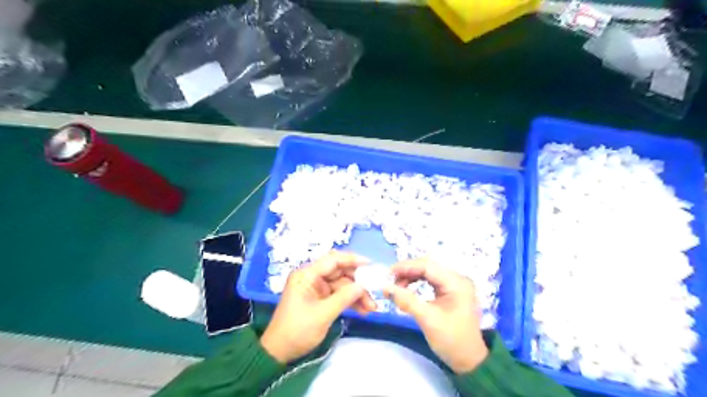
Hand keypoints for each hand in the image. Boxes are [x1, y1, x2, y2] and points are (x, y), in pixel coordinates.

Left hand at [259, 251, 374, 362]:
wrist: (279, 352)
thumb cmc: (297, 330)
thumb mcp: (322, 314)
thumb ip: (344, 298)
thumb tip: (363, 285)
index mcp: (307, 275)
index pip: (333, 260)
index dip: (352, 260)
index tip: (371, 265)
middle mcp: (312, 277)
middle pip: (340, 272)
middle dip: (358, 282)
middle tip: (375, 291)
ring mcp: (317, 288)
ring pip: (342, 285)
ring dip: (357, 294)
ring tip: (372, 308)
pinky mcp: (320, 298)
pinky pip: (339, 295)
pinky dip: (350, 301)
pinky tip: (363, 310)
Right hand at [385, 259, 490, 373]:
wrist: (469, 361)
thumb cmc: (451, 340)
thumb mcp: (427, 319)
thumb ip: (406, 300)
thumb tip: (385, 287)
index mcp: (456, 282)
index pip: (427, 266)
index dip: (406, 267)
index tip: (388, 273)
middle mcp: (456, 279)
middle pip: (427, 267)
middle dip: (407, 272)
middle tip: (389, 281)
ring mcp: (454, 285)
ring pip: (427, 273)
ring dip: (410, 277)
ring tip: (396, 287)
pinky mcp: (449, 292)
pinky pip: (430, 281)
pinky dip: (416, 283)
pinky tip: (406, 289)